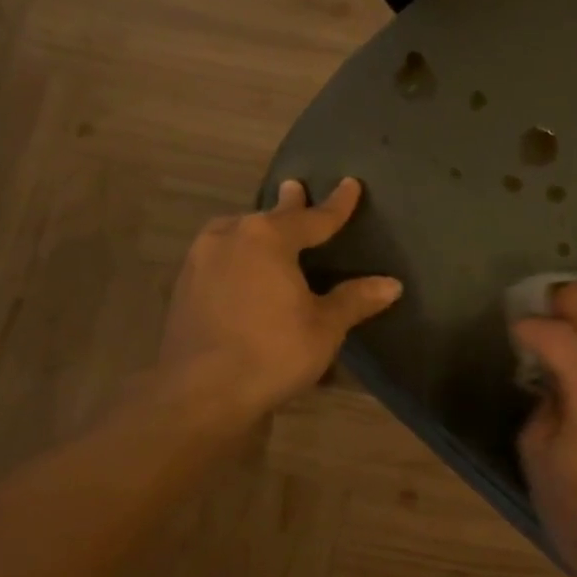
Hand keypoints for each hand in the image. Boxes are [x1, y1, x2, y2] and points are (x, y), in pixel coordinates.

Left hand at [157, 178, 400, 418]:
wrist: (201, 391)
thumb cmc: (273, 352)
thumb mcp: (324, 327)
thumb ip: (355, 300)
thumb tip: (392, 284)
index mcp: (268, 239)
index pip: (313, 218)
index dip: (337, 205)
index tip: (350, 185)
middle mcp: (231, 238)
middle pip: (268, 218)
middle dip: (288, 207)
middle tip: (296, 190)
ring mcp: (201, 261)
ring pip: (235, 233)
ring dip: (255, 230)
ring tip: (264, 230)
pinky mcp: (184, 287)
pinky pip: (219, 257)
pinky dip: (237, 255)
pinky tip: (240, 269)